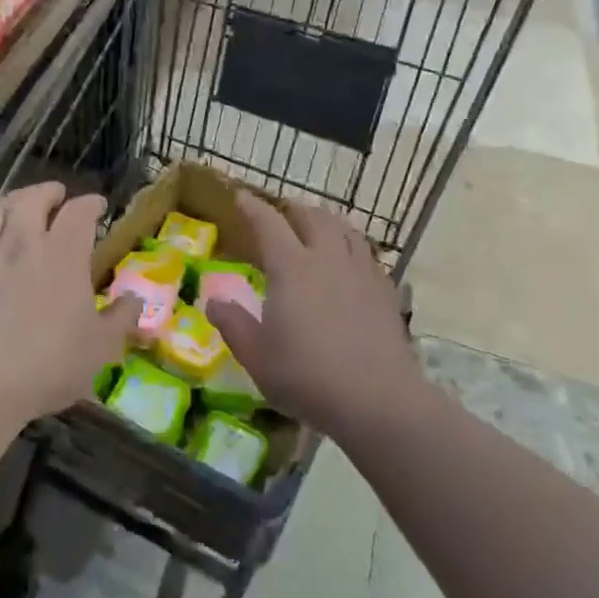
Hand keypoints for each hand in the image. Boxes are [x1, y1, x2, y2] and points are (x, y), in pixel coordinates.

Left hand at [0, 182, 142, 424]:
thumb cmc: (50, 362)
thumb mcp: (100, 346)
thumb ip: (121, 318)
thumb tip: (136, 300)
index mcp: (65, 252)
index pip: (80, 212)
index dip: (90, 204)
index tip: (98, 205)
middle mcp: (27, 240)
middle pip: (35, 198)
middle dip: (49, 192)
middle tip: (58, 195)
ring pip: (2, 207)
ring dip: (17, 199)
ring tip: (23, 203)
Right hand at [204, 193, 418, 435]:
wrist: (380, 401)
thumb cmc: (309, 377)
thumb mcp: (257, 357)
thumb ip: (233, 325)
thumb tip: (213, 301)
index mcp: (291, 268)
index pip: (268, 223)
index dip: (252, 207)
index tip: (240, 196)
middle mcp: (327, 258)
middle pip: (311, 216)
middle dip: (292, 210)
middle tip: (280, 216)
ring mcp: (361, 272)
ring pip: (344, 229)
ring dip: (325, 221)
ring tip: (315, 229)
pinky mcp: (385, 291)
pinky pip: (366, 253)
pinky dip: (350, 246)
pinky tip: (349, 262)